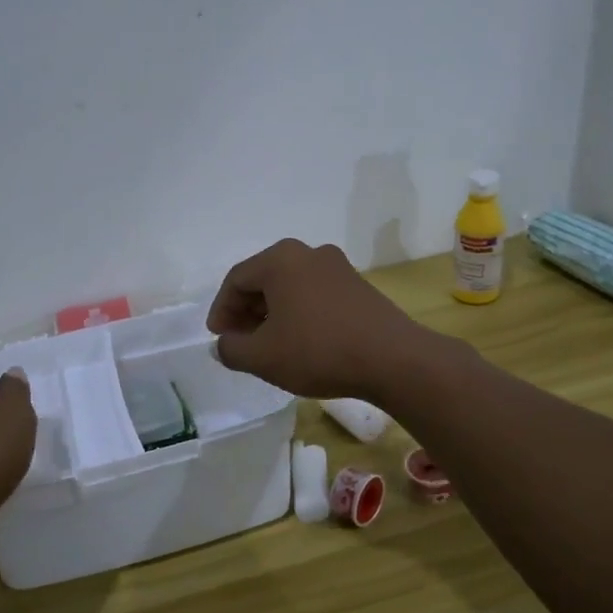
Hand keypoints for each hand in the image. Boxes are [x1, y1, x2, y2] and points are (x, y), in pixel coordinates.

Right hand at [205, 239, 431, 399]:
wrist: (393, 359)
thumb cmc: (318, 351)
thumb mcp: (262, 357)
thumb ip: (231, 349)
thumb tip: (224, 344)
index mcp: (280, 260)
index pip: (236, 280)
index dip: (221, 310)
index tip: (219, 338)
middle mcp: (308, 253)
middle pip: (264, 279)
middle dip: (246, 311)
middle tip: (240, 342)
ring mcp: (337, 267)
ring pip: (290, 287)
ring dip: (272, 313)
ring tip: (268, 345)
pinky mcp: (358, 286)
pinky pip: (314, 294)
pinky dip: (298, 313)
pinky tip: (300, 342)